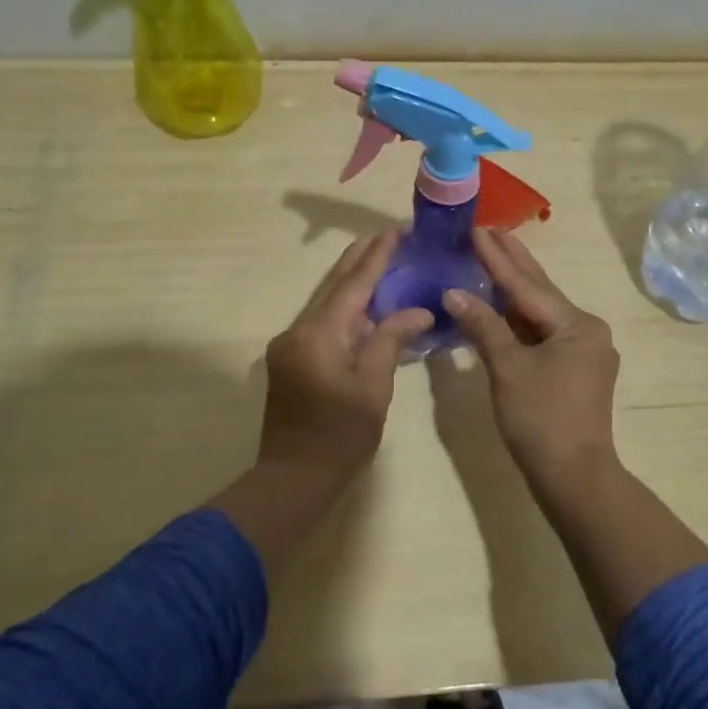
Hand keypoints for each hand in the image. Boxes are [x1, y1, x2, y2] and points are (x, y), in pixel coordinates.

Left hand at [259, 229, 433, 481]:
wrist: (293, 478)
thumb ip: (391, 340)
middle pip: (334, 285)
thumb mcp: (374, 387)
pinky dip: (346, 311)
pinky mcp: (291, 360)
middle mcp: (298, 330)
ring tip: (383, 262)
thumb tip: (417, 311)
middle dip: (362, 259)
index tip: (395, 229)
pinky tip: (367, 307)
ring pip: (326, 303)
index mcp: (319, 334)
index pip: (353, 283)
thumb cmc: (340, 436)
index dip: (376, 255)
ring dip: (354, 284)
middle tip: (390, 236)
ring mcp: (290, 345)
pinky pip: (322, 324)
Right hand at [444, 229, 620, 496]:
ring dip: (514, 290)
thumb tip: (454, 292)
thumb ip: (483, 326)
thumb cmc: (540, 419)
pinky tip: (500, 306)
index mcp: (577, 325)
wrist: (573, 477)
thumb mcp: (507, 368)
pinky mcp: (575, 370)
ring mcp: (584, 351)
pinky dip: (518, 320)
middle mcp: (587, 330)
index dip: (498, 258)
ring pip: (540, 314)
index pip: (527, 285)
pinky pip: (542, 334)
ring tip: (491, 257)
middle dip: (512, 262)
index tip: (477, 228)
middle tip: (489, 229)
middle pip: (540, 292)